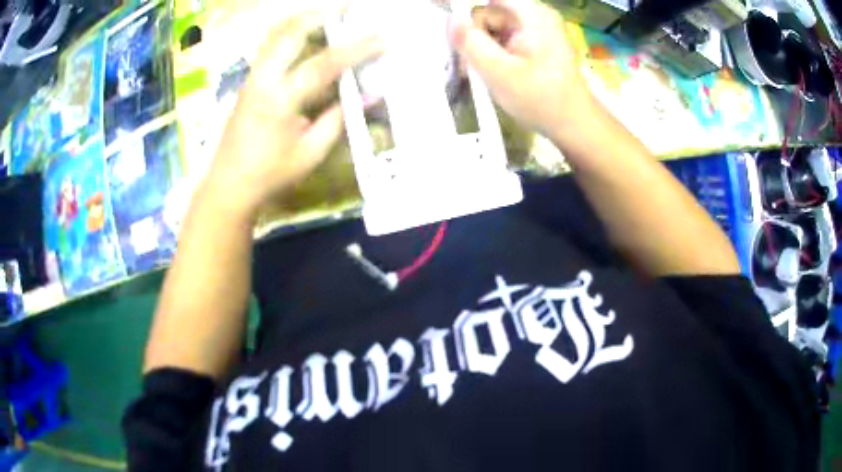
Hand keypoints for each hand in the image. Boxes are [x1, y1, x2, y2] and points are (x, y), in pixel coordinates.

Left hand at [204, 8, 383, 216]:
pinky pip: (270, 46)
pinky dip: (291, 32)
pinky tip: (306, 34)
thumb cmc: (270, 175)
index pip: (323, 64)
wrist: (228, 186)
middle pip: (288, 32)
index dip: (355, 49)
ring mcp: (252, 78)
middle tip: (347, 7)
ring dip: (303, 19)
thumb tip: (364, 95)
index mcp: (280, 100)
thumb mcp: (310, 153)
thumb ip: (337, 119)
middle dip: (320, 14)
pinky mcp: (248, 82)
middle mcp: (262, 80)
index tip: (382, 38)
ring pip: (275, 35)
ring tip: (328, 13)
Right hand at [448, 0, 591, 143]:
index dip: (464, 13)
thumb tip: (450, 19)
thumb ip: (471, 43)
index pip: (486, 2)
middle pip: (487, 12)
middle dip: (474, 35)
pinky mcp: (534, 41)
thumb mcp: (499, 73)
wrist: (573, 125)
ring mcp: (535, 28)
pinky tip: (495, 72)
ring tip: (483, 73)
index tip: (450, 30)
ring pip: (492, 26)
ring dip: (481, 47)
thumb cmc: (541, 100)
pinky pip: (502, 37)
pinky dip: (493, 52)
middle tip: (468, 64)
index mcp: (531, 14)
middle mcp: (534, 14)